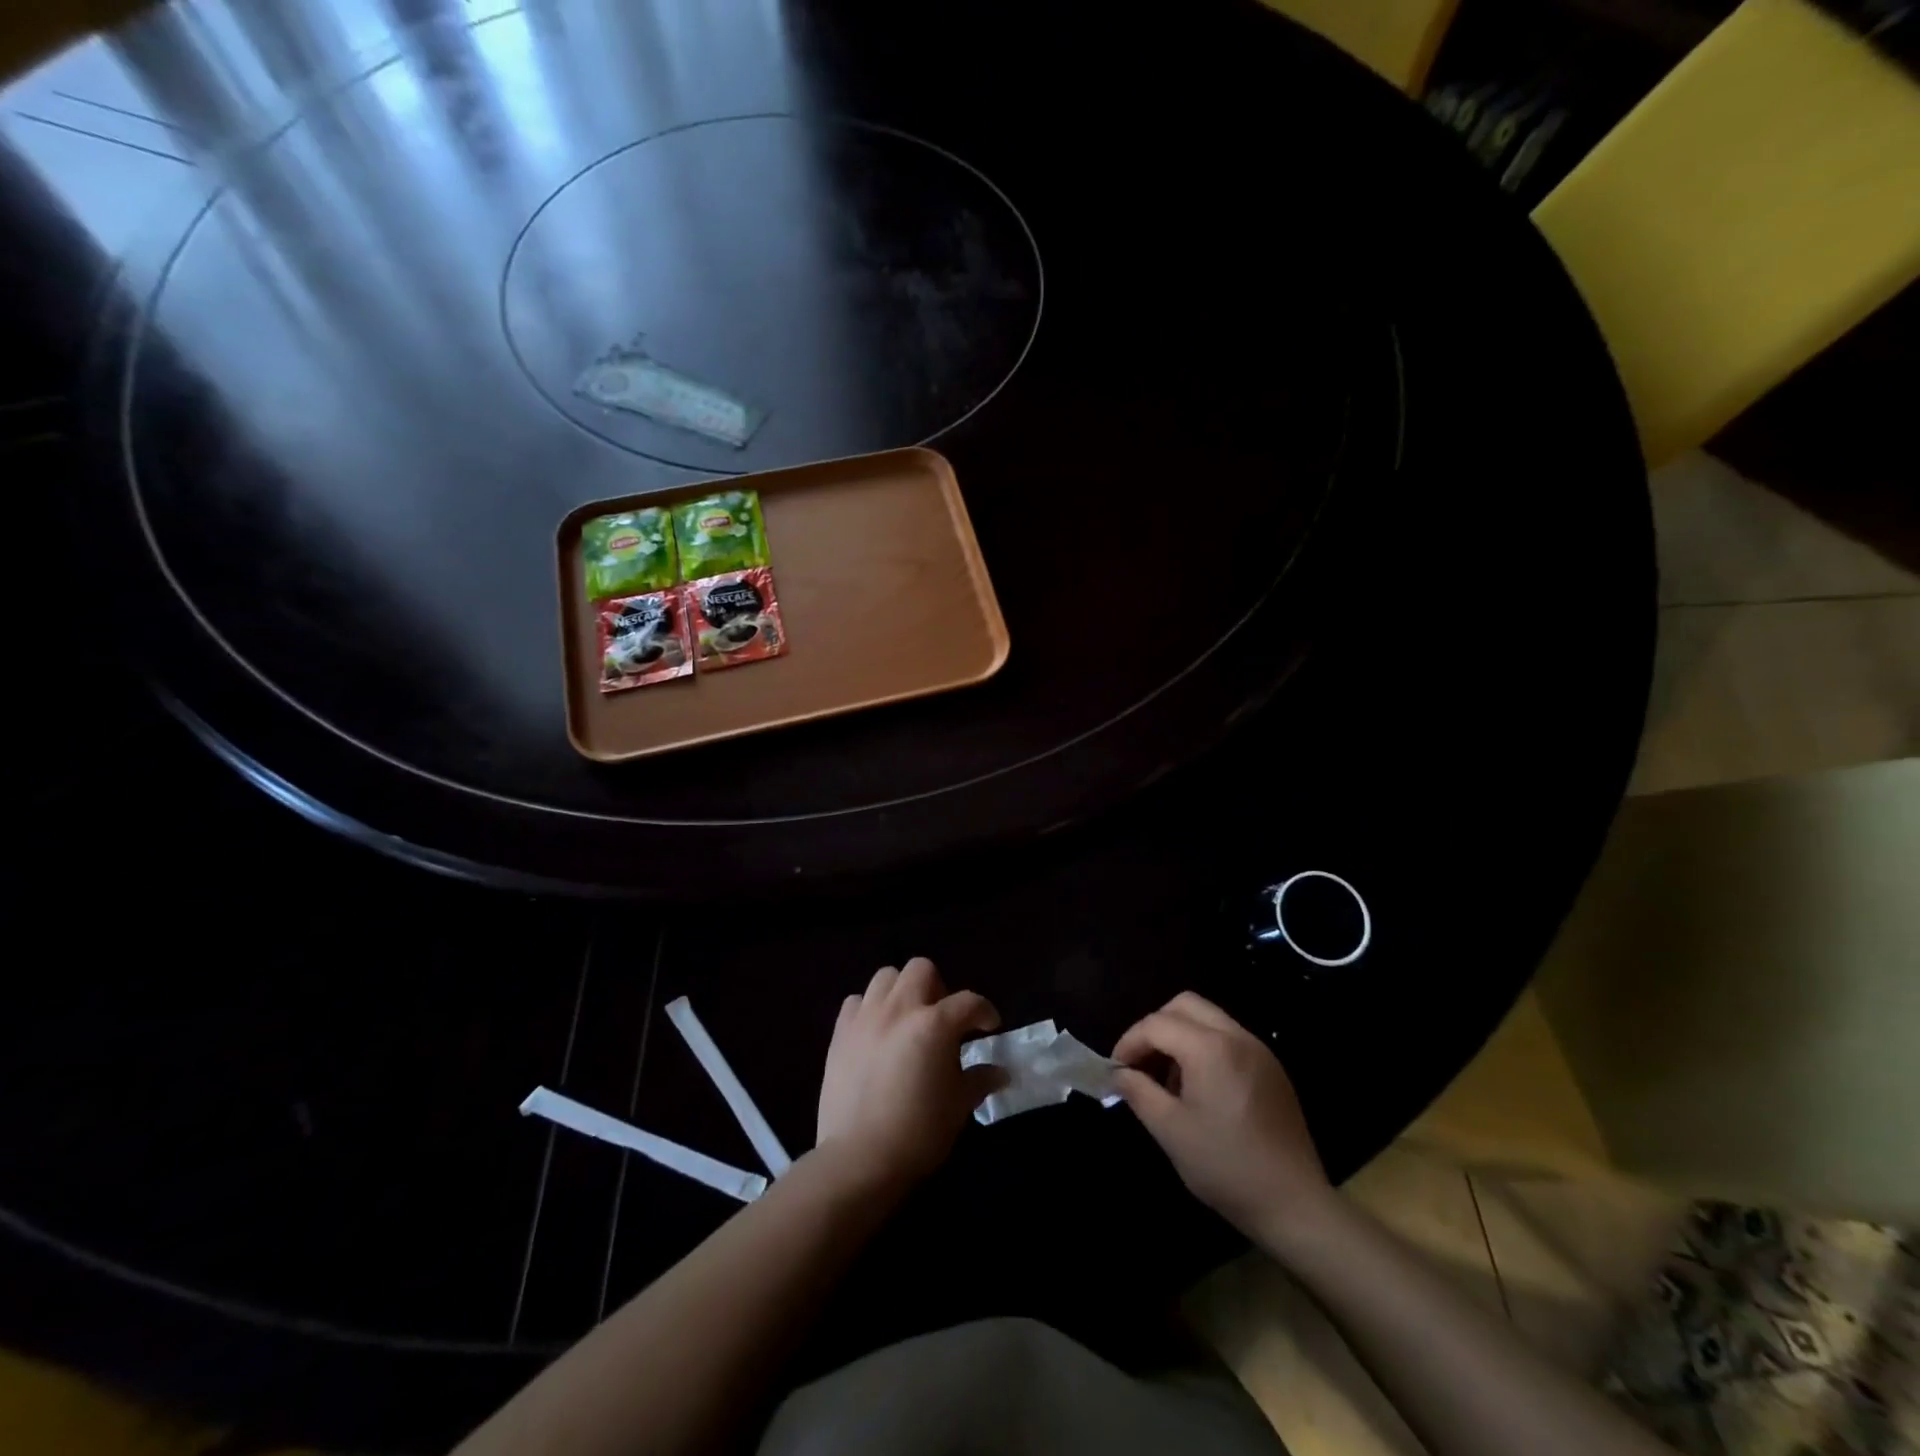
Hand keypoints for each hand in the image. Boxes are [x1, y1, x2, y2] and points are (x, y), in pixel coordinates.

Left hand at [815, 958, 1002, 1190]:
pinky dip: (870, 1008)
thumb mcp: (958, 1107)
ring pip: (886, 977)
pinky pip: (856, 1002)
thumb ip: (979, 1080)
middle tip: (942, 1019)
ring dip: (902, 990)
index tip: (989, 1027)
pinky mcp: (840, 1032)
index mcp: (935, 1024)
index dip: (984, 1012)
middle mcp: (900, 1009)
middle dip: (939, 987)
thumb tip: (1000, 1072)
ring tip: (907, 1019)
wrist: (859, 1158)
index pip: (969, 1002)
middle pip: (922, 970)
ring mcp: (866, 1017)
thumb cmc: (918, 1133)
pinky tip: (876, 1032)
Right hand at [1112, 992, 1335, 1251]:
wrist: (1295, 1206)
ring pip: (1208, 1019)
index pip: (1157, 1024)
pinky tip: (1200, 1089)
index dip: (1129, 1042)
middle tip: (1141, 1063)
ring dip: (1180, 1036)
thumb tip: (1119, 1073)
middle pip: (1184, 1005)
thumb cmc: (1226, 1167)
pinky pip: (1229, 1039)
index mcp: (1210, 1048)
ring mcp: (1259, 1051)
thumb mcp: (1170, 1131)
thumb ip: (1139, 1092)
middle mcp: (1236, 1037)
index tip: (1116, 1070)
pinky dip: (1205, 1048)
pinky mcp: (1272, 1069)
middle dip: (1155, 1027)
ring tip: (1169, 1080)